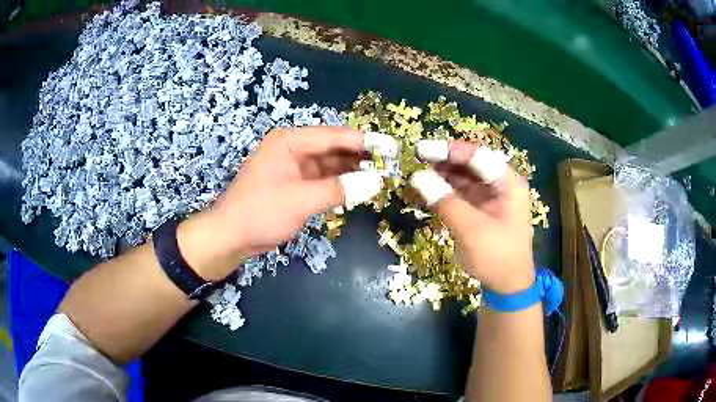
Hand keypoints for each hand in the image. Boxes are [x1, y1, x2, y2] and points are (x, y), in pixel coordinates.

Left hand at [177, 127, 383, 280]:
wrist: (230, 236)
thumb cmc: (260, 212)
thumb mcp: (301, 200)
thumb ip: (340, 189)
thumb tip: (377, 181)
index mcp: (290, 141)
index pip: (334, 136)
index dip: (364, 142)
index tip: (391, 148)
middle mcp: (292, 148)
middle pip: (333, 148)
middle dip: (360, 157)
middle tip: (389, 165)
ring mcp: (292, 167)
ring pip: (329, 165)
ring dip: (351, 171)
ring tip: (380, 177)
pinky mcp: (293, 184)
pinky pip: (322, 180)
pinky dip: (339, 184)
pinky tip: (357, 188)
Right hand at [412, 140, 534, 293]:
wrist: (508, 286)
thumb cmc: (497, 256)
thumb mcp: (471, 229)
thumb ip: (445, 201)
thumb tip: (416, 176)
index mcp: (507, 183)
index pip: (477, 156)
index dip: (449, 150)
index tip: (421, 150)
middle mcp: (500, 184)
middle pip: (470, 164)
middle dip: (443, 161)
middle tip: (415, 160)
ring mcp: (490, 196)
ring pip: (463, 177)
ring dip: (441, 175)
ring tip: (417, 173)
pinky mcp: (480, 209)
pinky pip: (460, 193)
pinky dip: (444, 191)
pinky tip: (427, 190)